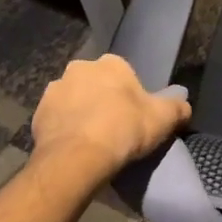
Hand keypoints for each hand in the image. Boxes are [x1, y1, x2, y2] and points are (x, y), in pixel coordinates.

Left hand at [30, 54, 190, 177]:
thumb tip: (184, 107)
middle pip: (96, 83)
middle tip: (113, 127)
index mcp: (111, 63)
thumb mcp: (164, 119)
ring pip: (73, 100)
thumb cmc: (125, 129)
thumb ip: (178, 108)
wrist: (78, 158)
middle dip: (102, 99)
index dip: (129, 95)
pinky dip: (64, 130)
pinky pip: (56, 120)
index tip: (134, 116)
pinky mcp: (37, 114)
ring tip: (91, 141)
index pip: (123, 73)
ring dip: (80, 113)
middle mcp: (80, 68)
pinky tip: (74, 148)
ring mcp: (55, 90)